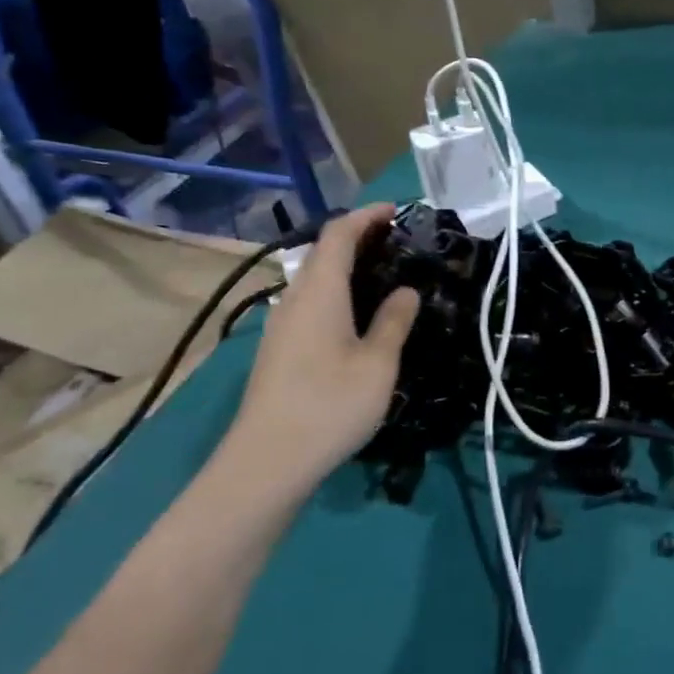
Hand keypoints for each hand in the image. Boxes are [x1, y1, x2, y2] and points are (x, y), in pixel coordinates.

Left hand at [217, 204, 419, 494]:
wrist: (267, 462)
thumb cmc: (329, 405)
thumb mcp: (378, 364)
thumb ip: (394, 321)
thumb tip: (405, 291)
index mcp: (319, 291)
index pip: (339, 233)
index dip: (367, 216)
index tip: (397, 211)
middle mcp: (295, 299)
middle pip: (323, 252)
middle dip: (360, 238)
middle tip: (398, 242)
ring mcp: (281, 325)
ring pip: (315, 279)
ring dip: (348, 266)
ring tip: (384, 274)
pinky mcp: (279, 349)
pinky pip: (311, 302)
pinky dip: (337, 291)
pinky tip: (358, 315)